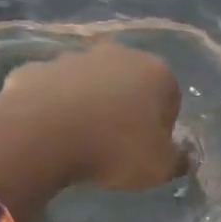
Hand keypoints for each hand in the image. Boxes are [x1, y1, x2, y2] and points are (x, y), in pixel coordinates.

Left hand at [0, 41, 189, 189]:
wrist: (40, 135)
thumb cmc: (114, 149)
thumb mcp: (159, 168)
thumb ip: (178, 161)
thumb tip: (183, 157)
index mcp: (156, 72)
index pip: (171, 99)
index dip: (161, 127)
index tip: (147, 150)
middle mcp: (118, 54)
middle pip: (130, 84)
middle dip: (126, 108)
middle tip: (116, 144)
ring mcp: (74, 57)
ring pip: (90, 84)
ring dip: (90, 105)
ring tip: (80, 141)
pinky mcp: (36, 68)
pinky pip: (54, 90)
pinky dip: (54, 106)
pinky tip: (50, 133)